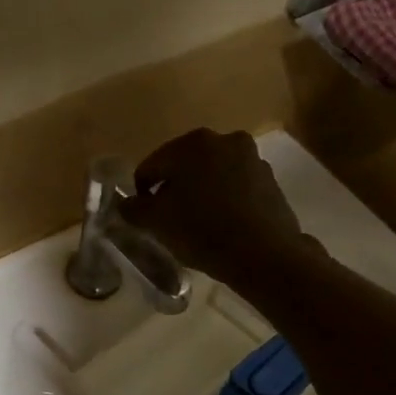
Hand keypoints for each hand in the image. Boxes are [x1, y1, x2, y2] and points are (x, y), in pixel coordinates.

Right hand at [119, 129, 310, 287]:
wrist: (264, 254)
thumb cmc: (202, 231)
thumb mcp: (156, 223)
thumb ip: (134, 209)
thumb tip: (126, 203)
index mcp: (191, 143)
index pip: (151, 166)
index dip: (142, 193)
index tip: (145, 218)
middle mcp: (223, 140)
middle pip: (184, 166)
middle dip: (174, 190)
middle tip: (170, 221)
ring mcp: (251, 158)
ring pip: (212, 175)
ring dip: (201, 193)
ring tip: (198, 225)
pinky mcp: (270, 180)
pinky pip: (236, 187)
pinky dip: (225, 200)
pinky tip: (223, 225)